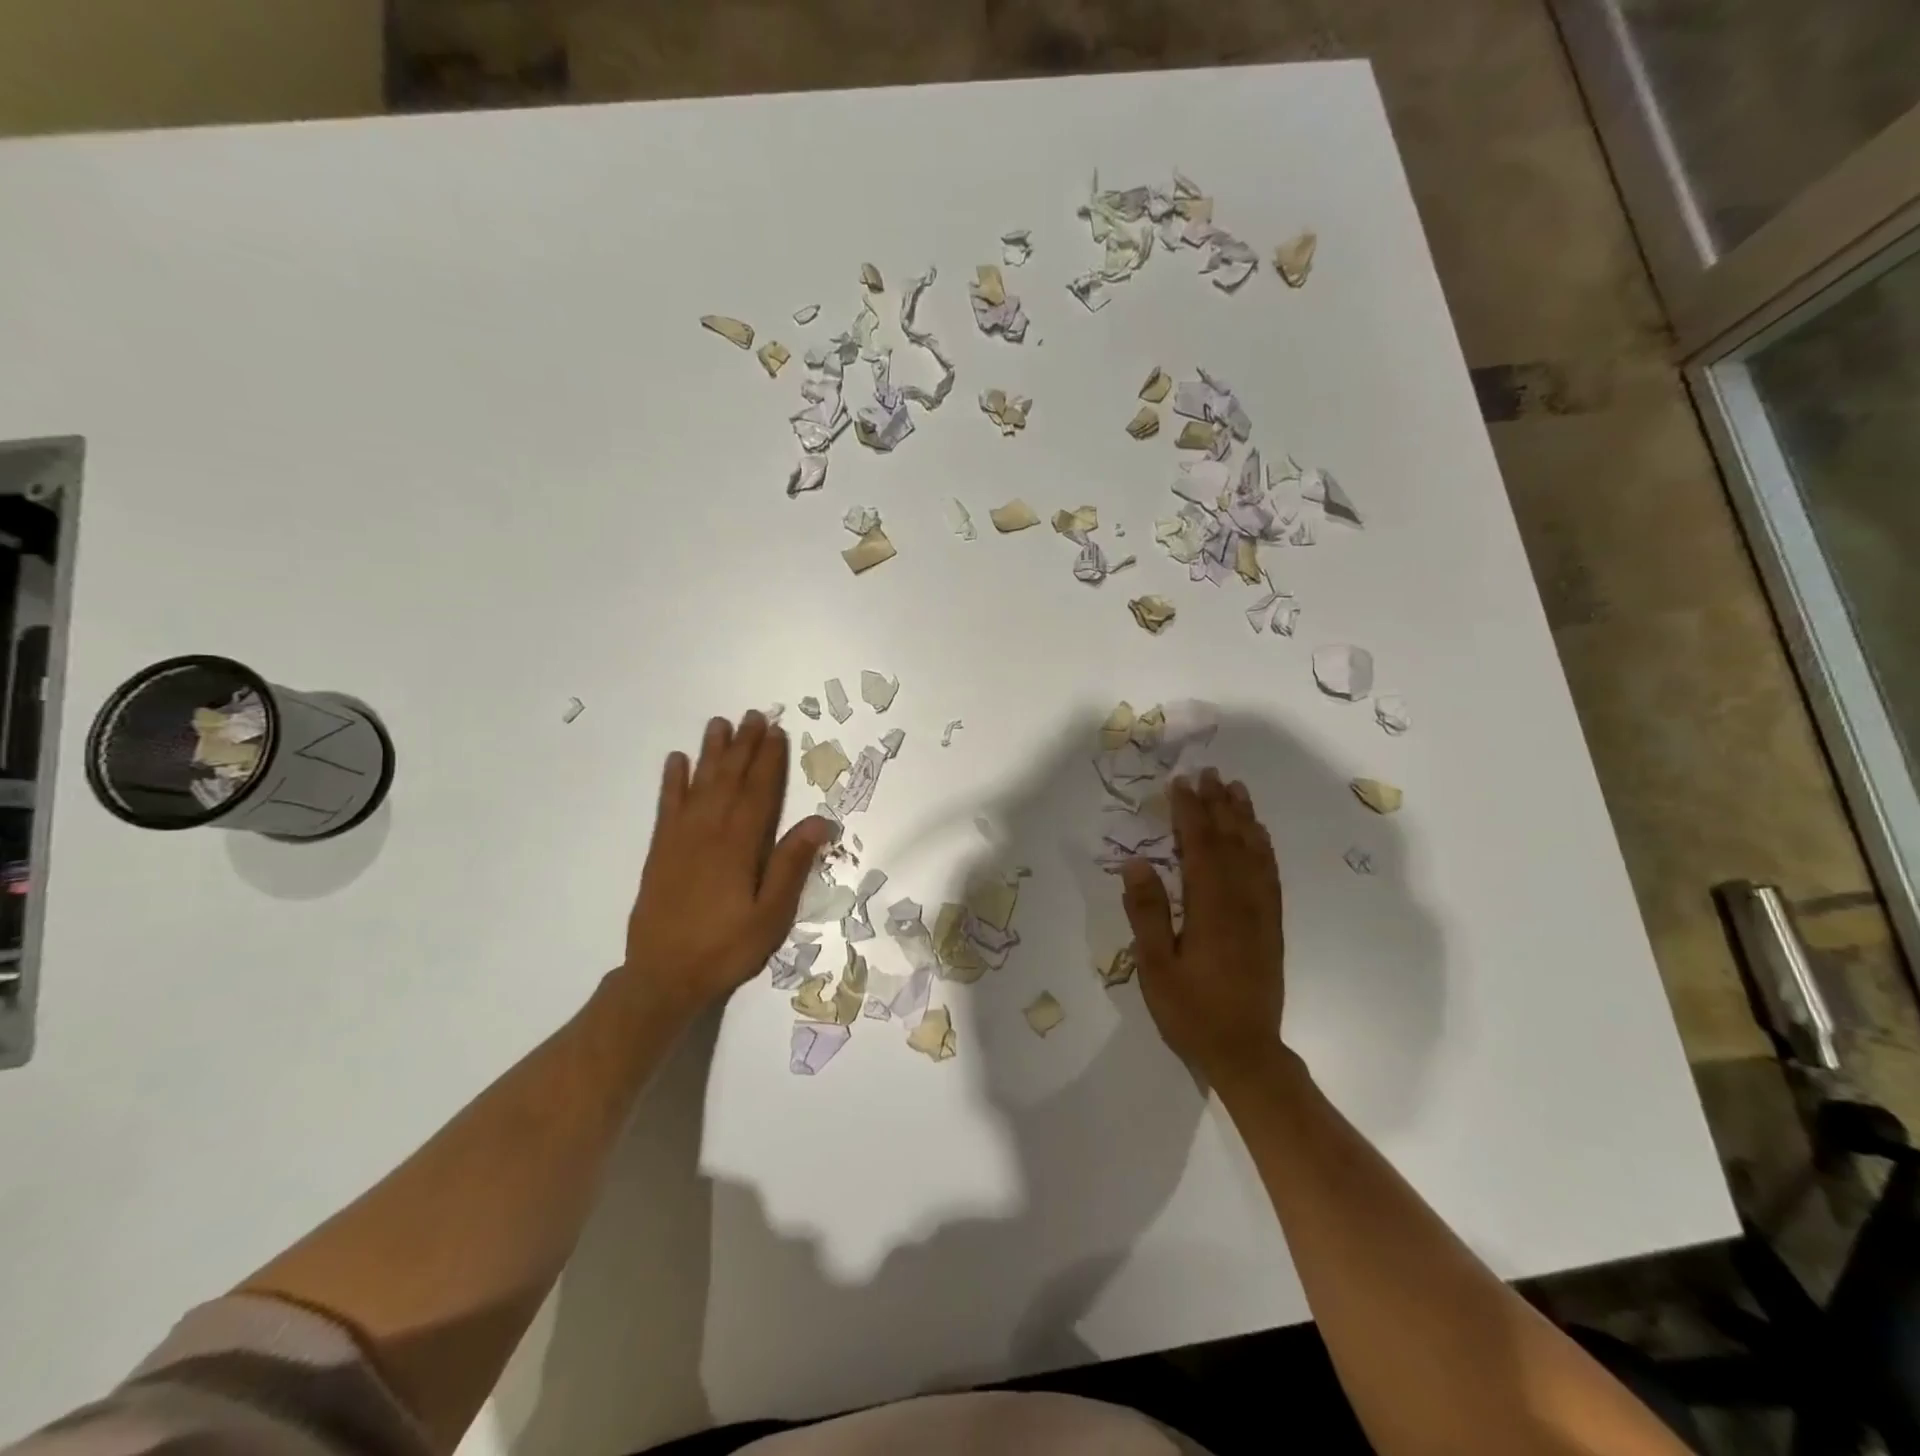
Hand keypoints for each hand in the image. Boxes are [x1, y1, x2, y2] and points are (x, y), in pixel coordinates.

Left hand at [619, 711, 834, 1017]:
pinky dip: (671, 781)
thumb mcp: (771, 915)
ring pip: (698, 784)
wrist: (662, 977)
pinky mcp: (660, 851)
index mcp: (739, 846)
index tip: (777, 732)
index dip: (769, 760)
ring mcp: (680, 839)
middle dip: (743, 746)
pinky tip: (676, 761)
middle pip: (729, 779)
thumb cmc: (726, 948)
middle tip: (753, 715)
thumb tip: (819, 821)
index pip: (759, 792)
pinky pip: (667, 806)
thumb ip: (791, 865)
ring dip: (710, 753)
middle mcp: (708, 832)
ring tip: (719, 724)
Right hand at [1121, 768, 1286, 1080]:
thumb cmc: (1192, 1011)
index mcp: (1211, 907)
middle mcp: (1242, 901)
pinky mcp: (1271, 926)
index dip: (1189, 812)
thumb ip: (1147, 912)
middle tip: (1209, 772)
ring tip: (1235, 789)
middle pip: (1231, 841)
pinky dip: (1263, 847)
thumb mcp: (1156, 966)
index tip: (1180, 783)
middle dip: (1218, 804)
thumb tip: (1136, 862)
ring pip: (1254, 853)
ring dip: (1244, 818)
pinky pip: (1270, 874)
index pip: (1200, 847)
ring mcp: (1261, 913)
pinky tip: (1259, 836)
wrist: (1246, 1053)